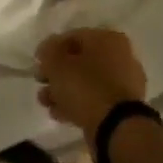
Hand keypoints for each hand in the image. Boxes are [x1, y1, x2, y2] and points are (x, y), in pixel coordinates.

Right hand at [35, 29, 146, 149]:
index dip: (51, 49)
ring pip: (87, 82)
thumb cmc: (85, 86)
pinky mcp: (123, 107)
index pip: (73, 36)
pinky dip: (77, 104)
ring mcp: (124, 83)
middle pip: (80, 61)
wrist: (115, 126)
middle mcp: (121, 56)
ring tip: (46, 103)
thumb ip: (48, 51)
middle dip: (57, 73)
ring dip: (64, 91)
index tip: (38, 63)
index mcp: (108, 38)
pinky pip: (95, 99)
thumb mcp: (57, 63)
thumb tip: (48, 50)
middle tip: (41, 84)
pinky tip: (60, 114)